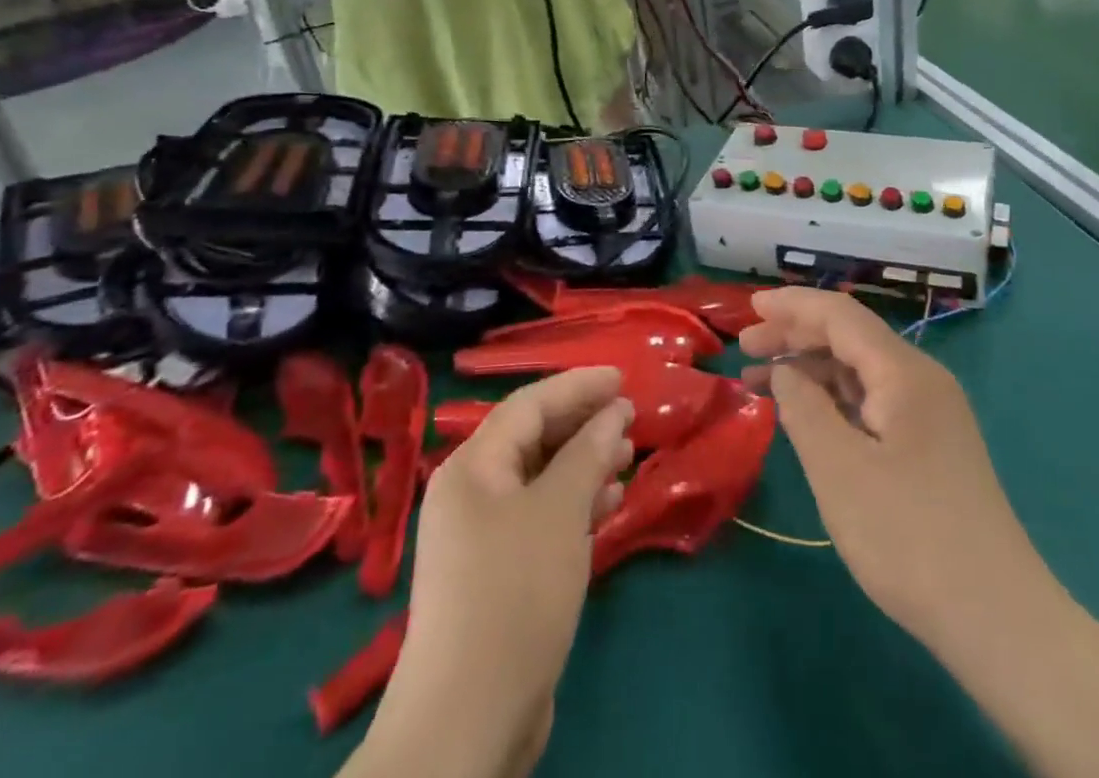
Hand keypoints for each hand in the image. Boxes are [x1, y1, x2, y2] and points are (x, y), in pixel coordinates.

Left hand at [355, 369, 634, 777]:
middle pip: (534, 438)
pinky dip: (575, 504)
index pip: (530, 404)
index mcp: (474, 466)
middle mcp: (472, 492)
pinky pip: (542, 516)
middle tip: (630, 417)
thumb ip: (588, 453)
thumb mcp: (559, 511)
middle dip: (583, 424)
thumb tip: (614, 412)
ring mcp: (483, 535)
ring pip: (541, 479)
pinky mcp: (499, 573)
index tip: (622, 378)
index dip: (578, 386)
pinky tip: (609, 503)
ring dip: (585, 463)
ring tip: (628, 455)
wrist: (468, 720)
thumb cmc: (515, 592)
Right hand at [739, 287, 1055, 655]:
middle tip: (746, 348)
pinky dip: (833, 399)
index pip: (840, 315)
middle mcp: (921, 380)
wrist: (997, 618)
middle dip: (796, 335)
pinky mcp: (930, 445)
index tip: (749, 307)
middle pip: (850, 337)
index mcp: (904, 372)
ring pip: (860, 370)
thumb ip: (804, 408)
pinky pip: (873, 401)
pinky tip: (806, 415)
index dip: (792, 306)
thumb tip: (785, 373)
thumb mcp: (839, 469)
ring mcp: (930, 413)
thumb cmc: (909, 536)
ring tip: (761, 382)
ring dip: (811, 369)